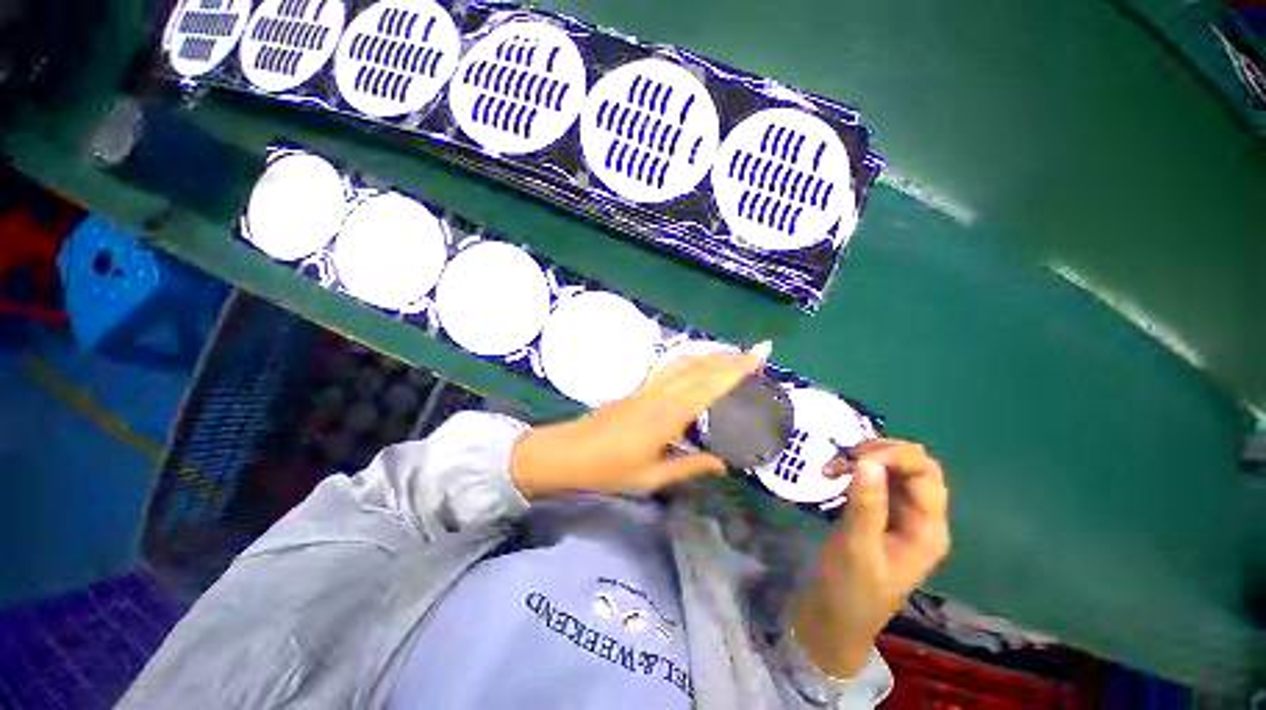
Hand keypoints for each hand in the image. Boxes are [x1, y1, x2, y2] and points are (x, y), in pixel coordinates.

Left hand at [510, 344, 769, 498]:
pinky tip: (698, 370)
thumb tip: (723, 465)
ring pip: (684, 364)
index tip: (761, 353)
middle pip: (700, 368)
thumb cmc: (607, 471)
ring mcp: (646, 391)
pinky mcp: (636, 393)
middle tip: (759, 354)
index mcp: (668, 416)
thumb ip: (688, 467)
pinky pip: (671, 371)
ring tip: (735, 357)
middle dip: (731, 358)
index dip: (738, 369)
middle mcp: (660, 396)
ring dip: (712, 357)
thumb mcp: (650, 478)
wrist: (564, 454)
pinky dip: (693, 364)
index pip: (710, 386)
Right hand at [790, 439, 949, 678]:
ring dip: (868, 461)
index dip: (898, 457)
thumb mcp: (856, 554)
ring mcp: (902, 519)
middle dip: (883, 454)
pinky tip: (836, 478)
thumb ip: (866, 507)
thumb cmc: (848, 597)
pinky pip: (878, 485)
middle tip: (846, 456)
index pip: (926, 475)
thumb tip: (868, 460)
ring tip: (834, 466)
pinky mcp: (882, 520)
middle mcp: (922, 520)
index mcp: (929, 531)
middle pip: (915, 468)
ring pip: (896, 473)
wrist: (829, 630)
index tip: (860, 458)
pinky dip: (858, 475)